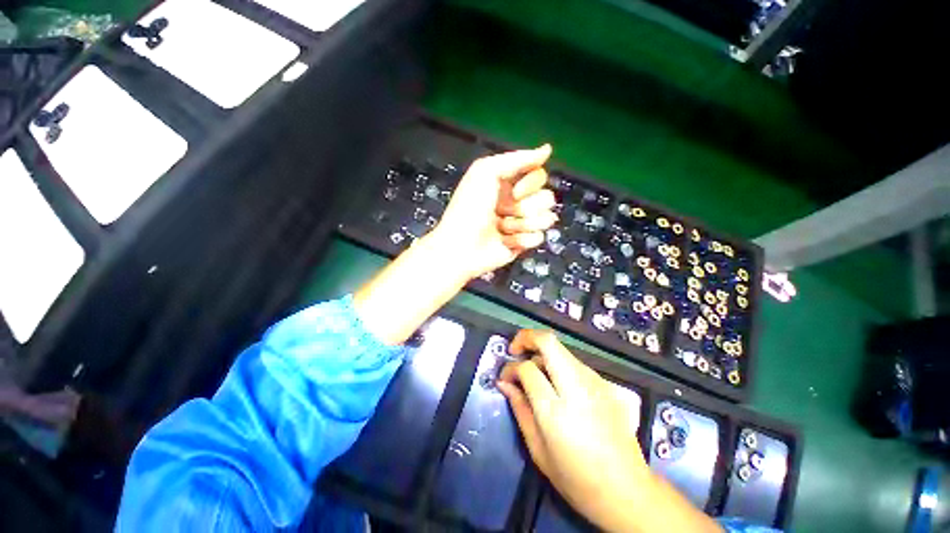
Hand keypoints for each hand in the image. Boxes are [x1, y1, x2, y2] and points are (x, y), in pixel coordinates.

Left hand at [431, 145, 557, 279]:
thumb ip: (517, 159)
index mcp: (507, 183)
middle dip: (528, 206)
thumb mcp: (485, 171)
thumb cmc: (469, 208)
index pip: (539, 175)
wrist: (461, 246)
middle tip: (505, 212)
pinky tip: (506, 241)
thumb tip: (547, 149)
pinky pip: (539, 237)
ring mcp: (520, 223)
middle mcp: (516, 202)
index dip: (532, 183)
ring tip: (503, 228)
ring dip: (523, 223)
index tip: (515, 192)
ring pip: (546, 218)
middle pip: (546, 197)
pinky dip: (522, 239)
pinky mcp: (522, 243)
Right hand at [497, 330, 646, 528]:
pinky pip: (573, 362)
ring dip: (541, 352)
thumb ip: (519, 409)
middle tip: (515, 351)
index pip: (527, 368)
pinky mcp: (604, 383)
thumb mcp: (538, 450)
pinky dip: (557, 364)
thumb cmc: (576, 479)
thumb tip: (504, 383)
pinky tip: (556, 385)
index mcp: (556, 410)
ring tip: (534, 372)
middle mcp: (576, 387)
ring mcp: (594, 381)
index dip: (511, 367)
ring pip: (561, 349)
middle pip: (548, 341)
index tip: (505, 377)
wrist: (627, 490)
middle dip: (526, 338)